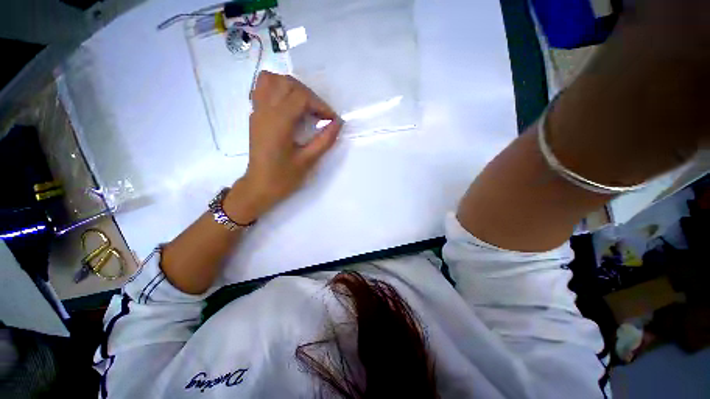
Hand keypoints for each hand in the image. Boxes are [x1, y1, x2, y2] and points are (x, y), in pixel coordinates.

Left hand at [224, 72, 342, 223]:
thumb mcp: (308, 161)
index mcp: (278, 123)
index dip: (320, 105)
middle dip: (308, 94)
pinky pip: (262, 89)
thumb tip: (338, 123)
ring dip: (291, 87)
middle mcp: (265, 111)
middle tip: (320, 113)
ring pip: (271, 80)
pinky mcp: (255, 116)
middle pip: (287, 83)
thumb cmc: (284, 177)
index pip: (301, 97)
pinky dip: (277, 89)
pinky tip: (288, 106)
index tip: (331, 119)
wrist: (259, 186)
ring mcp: (257, 111)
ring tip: (304, 105)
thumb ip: (325, 140)